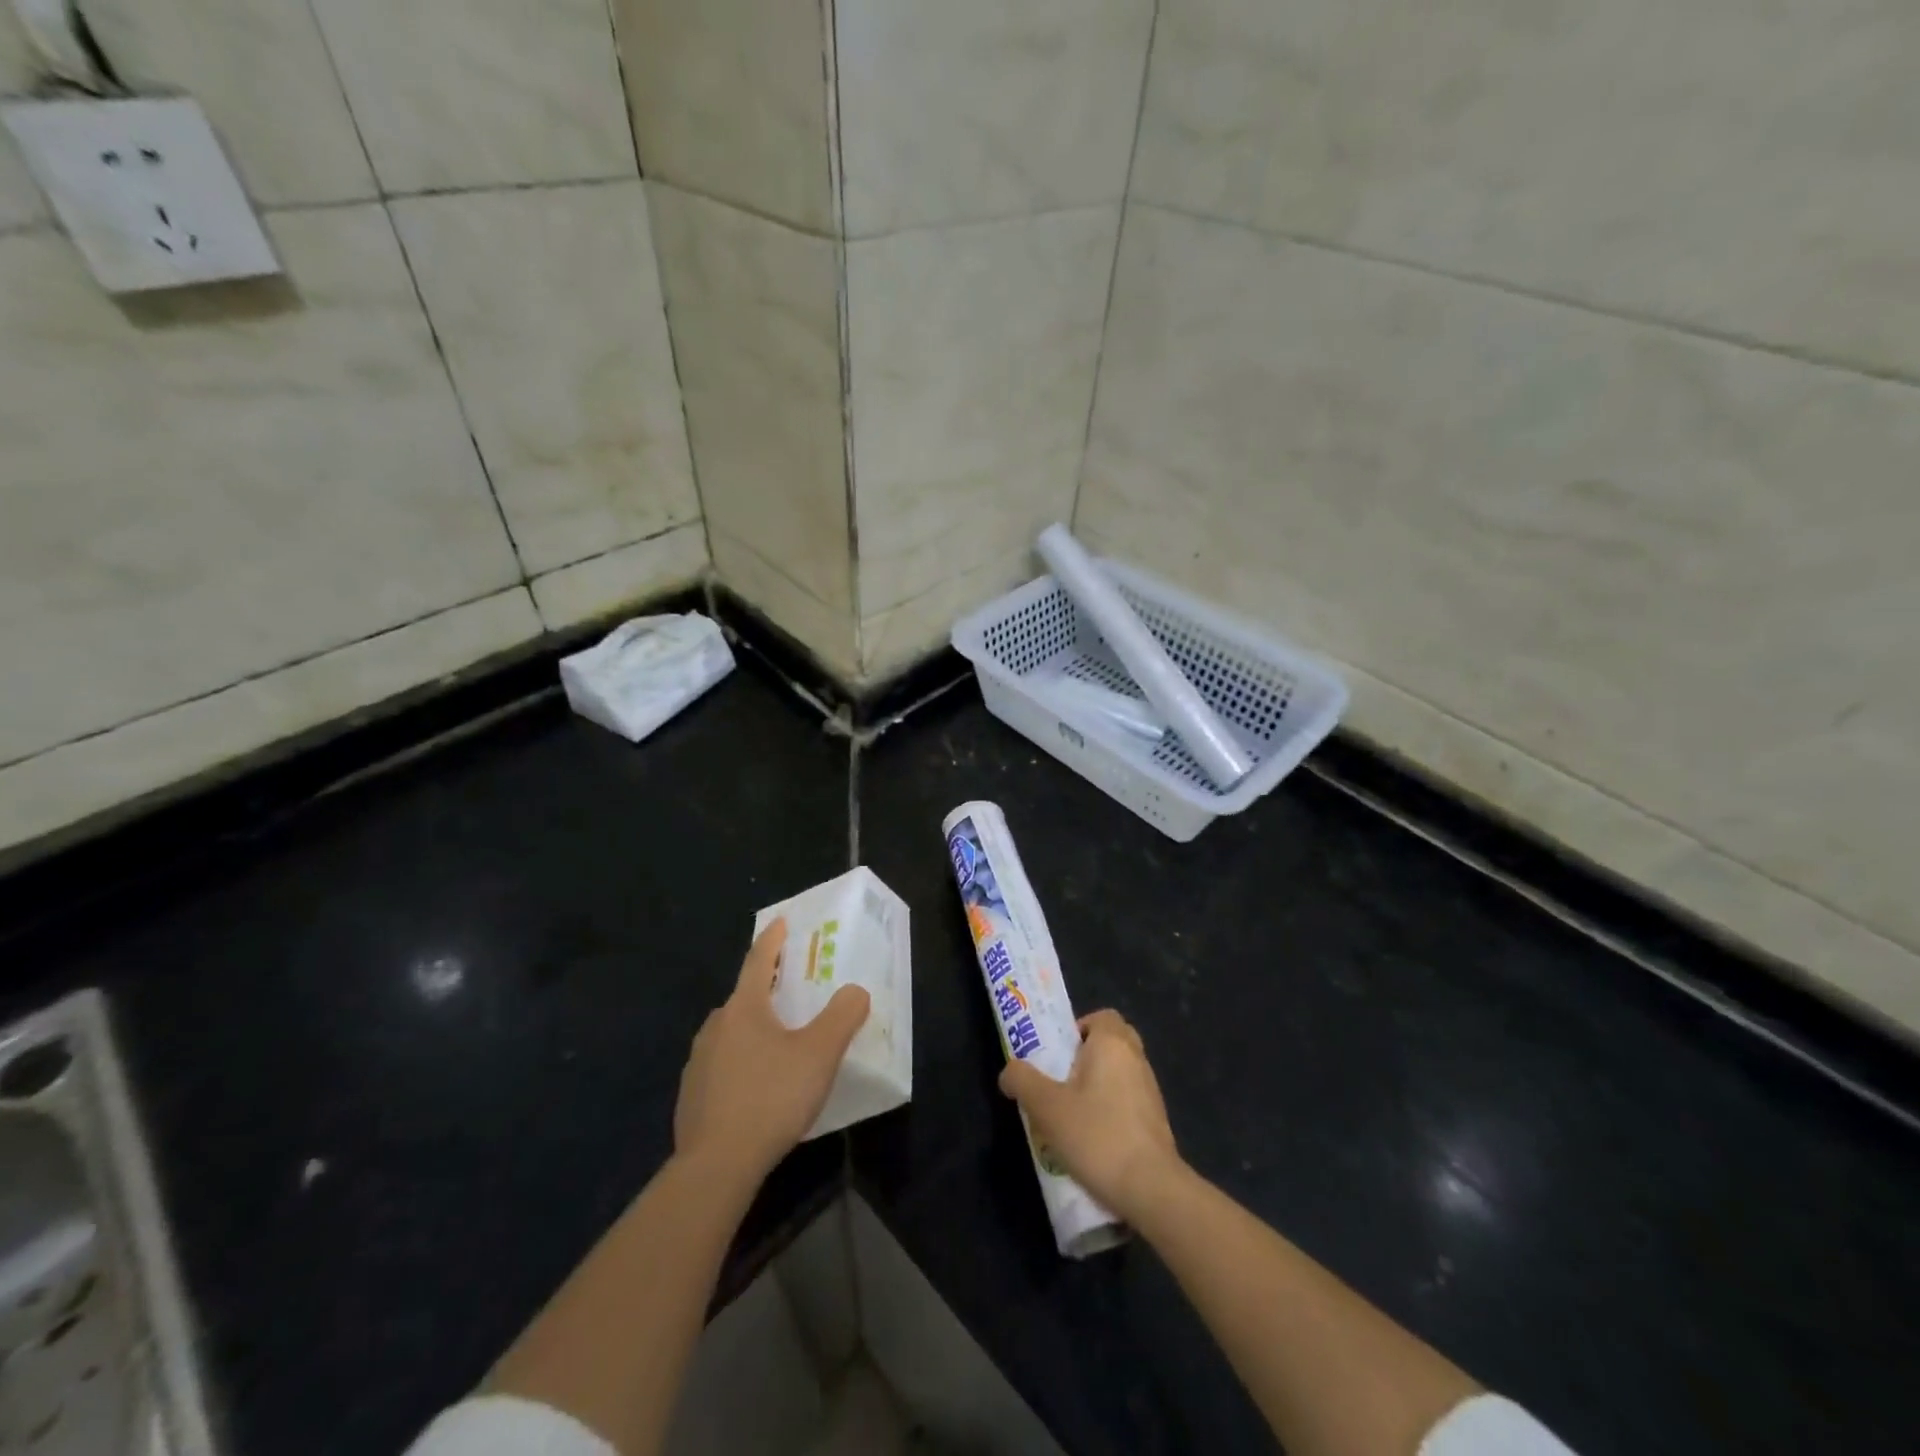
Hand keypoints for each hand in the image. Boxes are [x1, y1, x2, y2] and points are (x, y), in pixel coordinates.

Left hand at [674, 919, 870, 1186]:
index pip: (759, 960)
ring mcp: (697, 1063)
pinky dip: (740, 1064)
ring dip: (753, 1030)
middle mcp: (716, 1026)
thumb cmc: (771, 1098)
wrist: (716, 1166)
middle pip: (744, 998)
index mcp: (744, 1008)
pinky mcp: (691, 1097)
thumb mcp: (819, 1054)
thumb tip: (855, 991)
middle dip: (767, 991)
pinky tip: (756, 1088)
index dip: (773, 940)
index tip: (781, 921)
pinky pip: (721, 1067)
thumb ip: (842, 1016)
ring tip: (777, 1045)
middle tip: (791, 993)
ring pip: (731, 1034)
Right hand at [998, 1009, 1180, 1223]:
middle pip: (1112, 1042)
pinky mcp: (1157, 1122)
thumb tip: (1009, 1072)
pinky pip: (1130, 1101)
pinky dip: (1112, 1110)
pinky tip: (1094, 1139)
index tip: (1058, 1054)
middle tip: (1061, 1080)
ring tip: (1071, 1115)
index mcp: (1112, 1043)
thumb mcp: (1046, 1107)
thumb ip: (1023, 1081)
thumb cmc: (1097, 1135)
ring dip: (1099, 1086)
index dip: (1077, 1028)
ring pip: (1121, 1073)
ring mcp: (1151, 1091)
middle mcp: (1136, 1059)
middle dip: (1086, 1056)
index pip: (1101, 1016)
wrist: (1152, 1189)